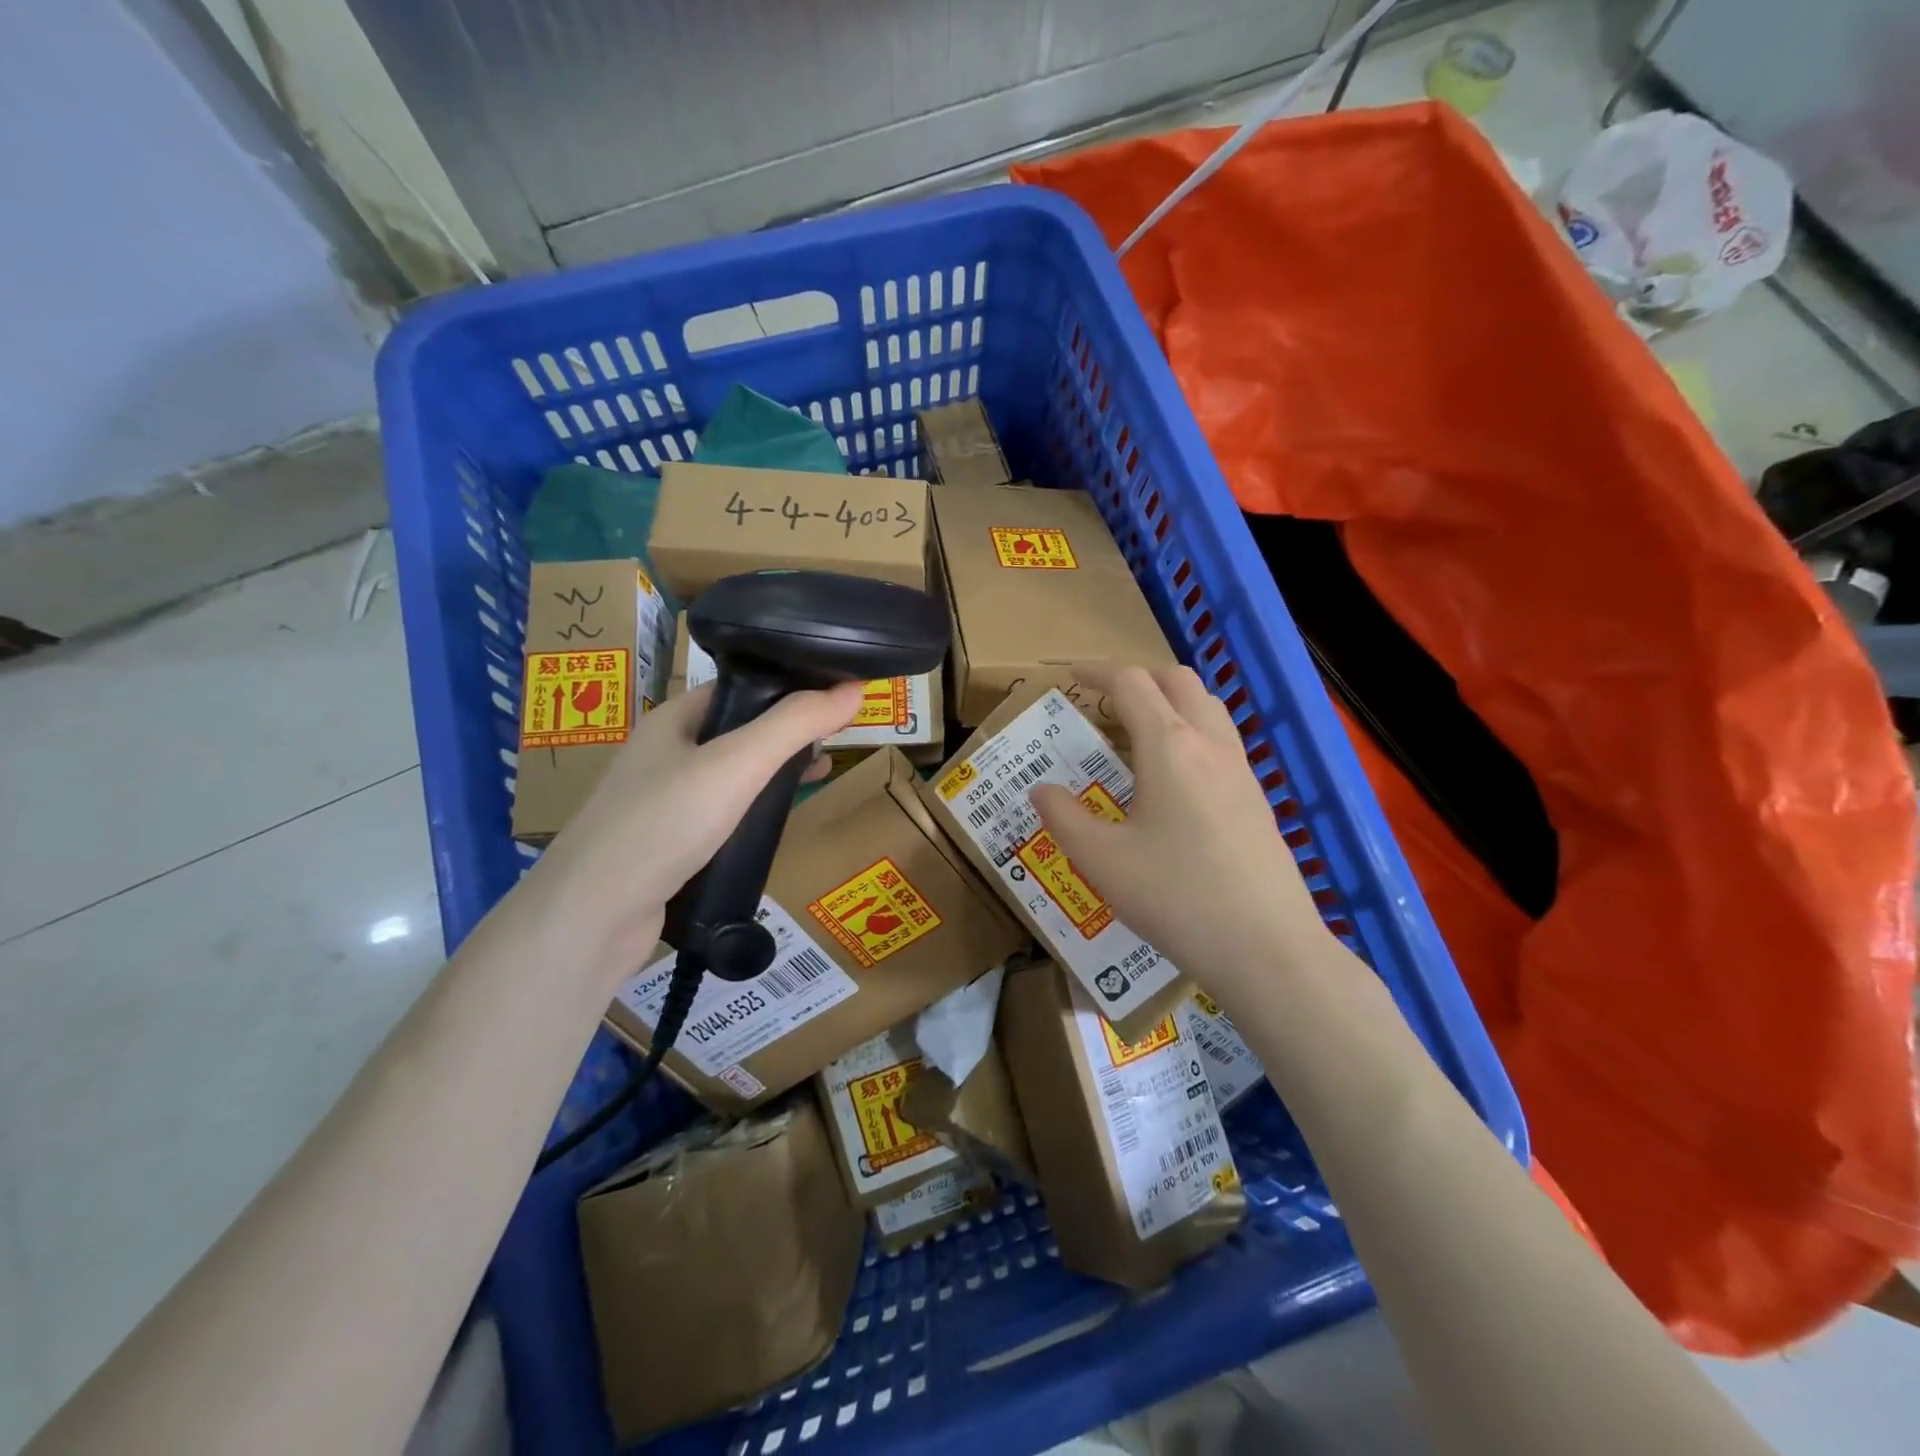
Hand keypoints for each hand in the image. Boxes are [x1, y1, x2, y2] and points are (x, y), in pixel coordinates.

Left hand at [527, 682, 862, 978]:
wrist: (592, 915)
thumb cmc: (664, 823)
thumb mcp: (738, 764)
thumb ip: (795, 725)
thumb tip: (855, 688)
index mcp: (673, 719)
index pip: (740, 688)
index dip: (788, 688)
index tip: (834, 698)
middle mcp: (665, 754)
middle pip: (738, 731)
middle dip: (787, 734)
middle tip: (833, 742)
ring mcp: (662, 802)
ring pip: (731, 776)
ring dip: (772, 774)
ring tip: (816, 777)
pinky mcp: (667, 845)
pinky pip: (720, 816)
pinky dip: (752, 813)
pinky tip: (775, 826)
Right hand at [1030, 665, 1332, 1007]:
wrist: (1267, 948)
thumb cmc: (1176, 897)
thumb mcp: (1102, 861)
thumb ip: (1063, 818)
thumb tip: (1042, 791)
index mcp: (1169, 747)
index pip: (1131, 684)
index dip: (1097, 673)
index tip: (1070, 677)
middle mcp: (1210, 745)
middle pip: (1177, 681)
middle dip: (1138, 677)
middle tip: (1105, 701)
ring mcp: (1241, 770)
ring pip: (1207, 707)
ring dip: (1170, 701)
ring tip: (1137, 734)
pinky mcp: (1257, 798)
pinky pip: (1222, 740)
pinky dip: (1191, 732)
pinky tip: (1173, 779)